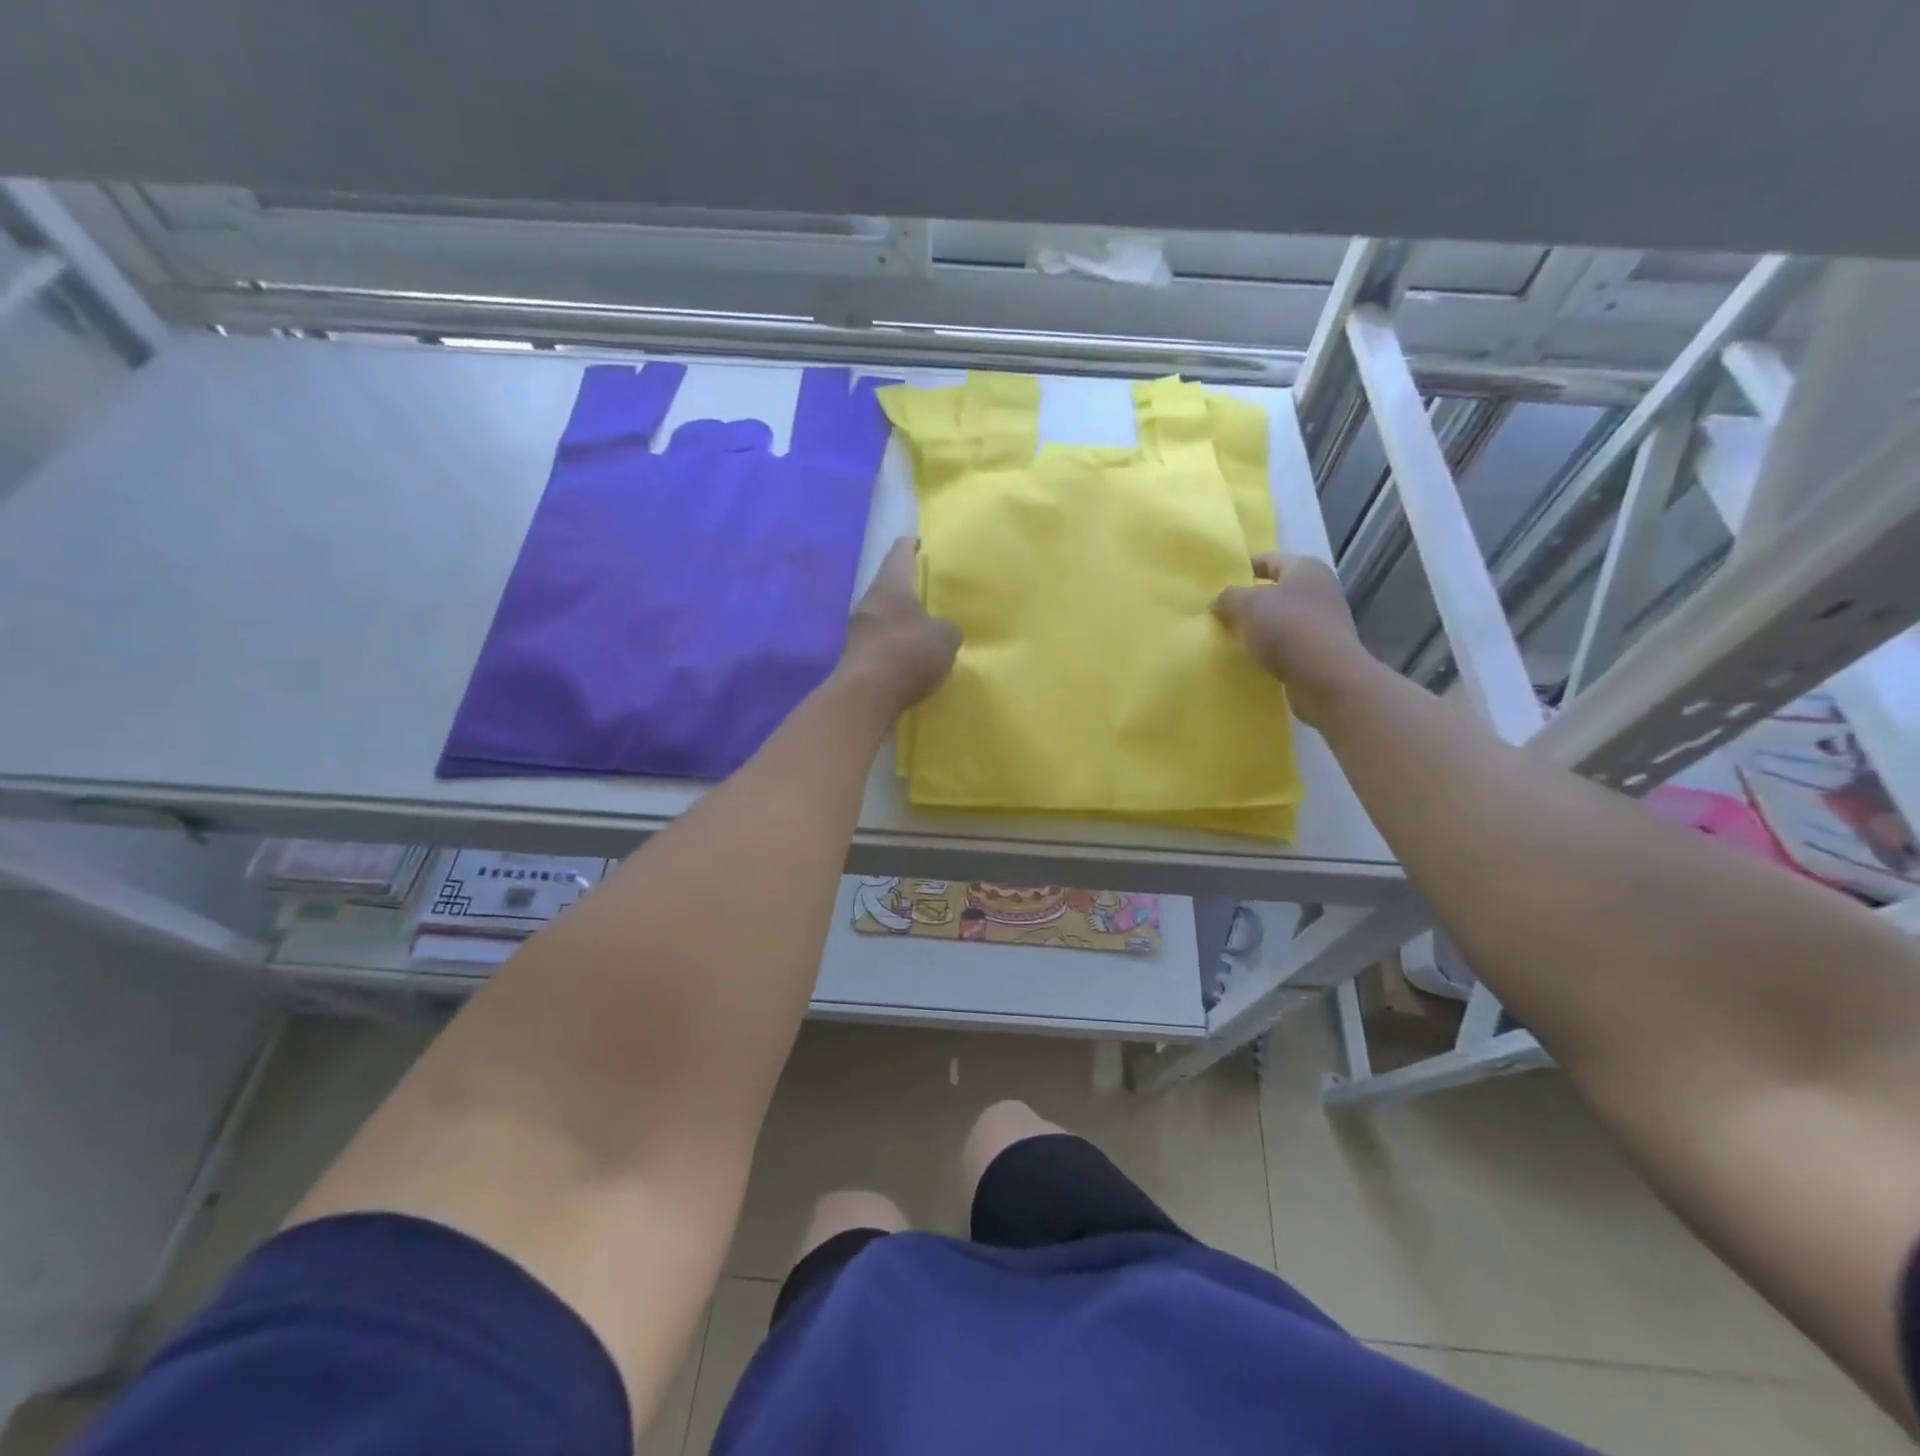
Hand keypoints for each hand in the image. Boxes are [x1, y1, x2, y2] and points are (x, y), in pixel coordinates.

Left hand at [839, 538, 960, 715]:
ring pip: (883, 616)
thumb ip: (949, 628)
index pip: (900, 552)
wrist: (865, 697)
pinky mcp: (856, 659)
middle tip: (931, 592)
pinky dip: (895, 647)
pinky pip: (880, 644)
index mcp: (890, 585)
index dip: (912, 545)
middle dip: (909, 588)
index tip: (923, 543)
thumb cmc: (907, 653)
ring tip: (924, 628)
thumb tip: (941, 631)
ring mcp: (858, 631)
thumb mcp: (945, 637)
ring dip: (901, 620)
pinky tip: (910, 659)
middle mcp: (869, 602)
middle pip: (889, 586)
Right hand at [1213, 555, 1374, 727]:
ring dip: (1257, 627)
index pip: (1268, 560)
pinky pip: (1286, 643)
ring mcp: (1323, 622)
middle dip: (1248, 601)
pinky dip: (1269, 648)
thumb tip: (1218, 601)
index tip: (1217, 582)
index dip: (1242, 568)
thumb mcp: (1248, 605)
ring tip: (1229, 637)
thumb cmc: (1287, 628)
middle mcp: (1319, 590)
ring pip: (1280, 619)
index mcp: (1306, 569)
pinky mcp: (1320, 651)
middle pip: (1275, 591)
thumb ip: (1228, 597)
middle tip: (1219, 612)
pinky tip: (1250, 658)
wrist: (1325, 677)